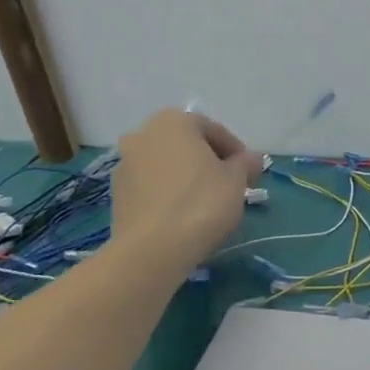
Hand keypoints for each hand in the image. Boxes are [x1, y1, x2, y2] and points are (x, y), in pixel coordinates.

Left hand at [110, 109, 261, 265]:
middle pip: (185, 144)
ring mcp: (124, 163)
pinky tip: (181, 215)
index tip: (248, 172)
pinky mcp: (116, 193)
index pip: (212, 129)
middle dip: (207, 161)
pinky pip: (150, 186)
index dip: (235, 151)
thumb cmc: (201, 203)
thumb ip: (245, 164)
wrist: (153, 247)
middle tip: (227, 185)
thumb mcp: (236, 181)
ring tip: (204, 202)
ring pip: (165, 165)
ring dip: (184, 176)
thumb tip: (253, 158)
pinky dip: (167, 193)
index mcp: (173, 121)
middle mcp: (143, 133)